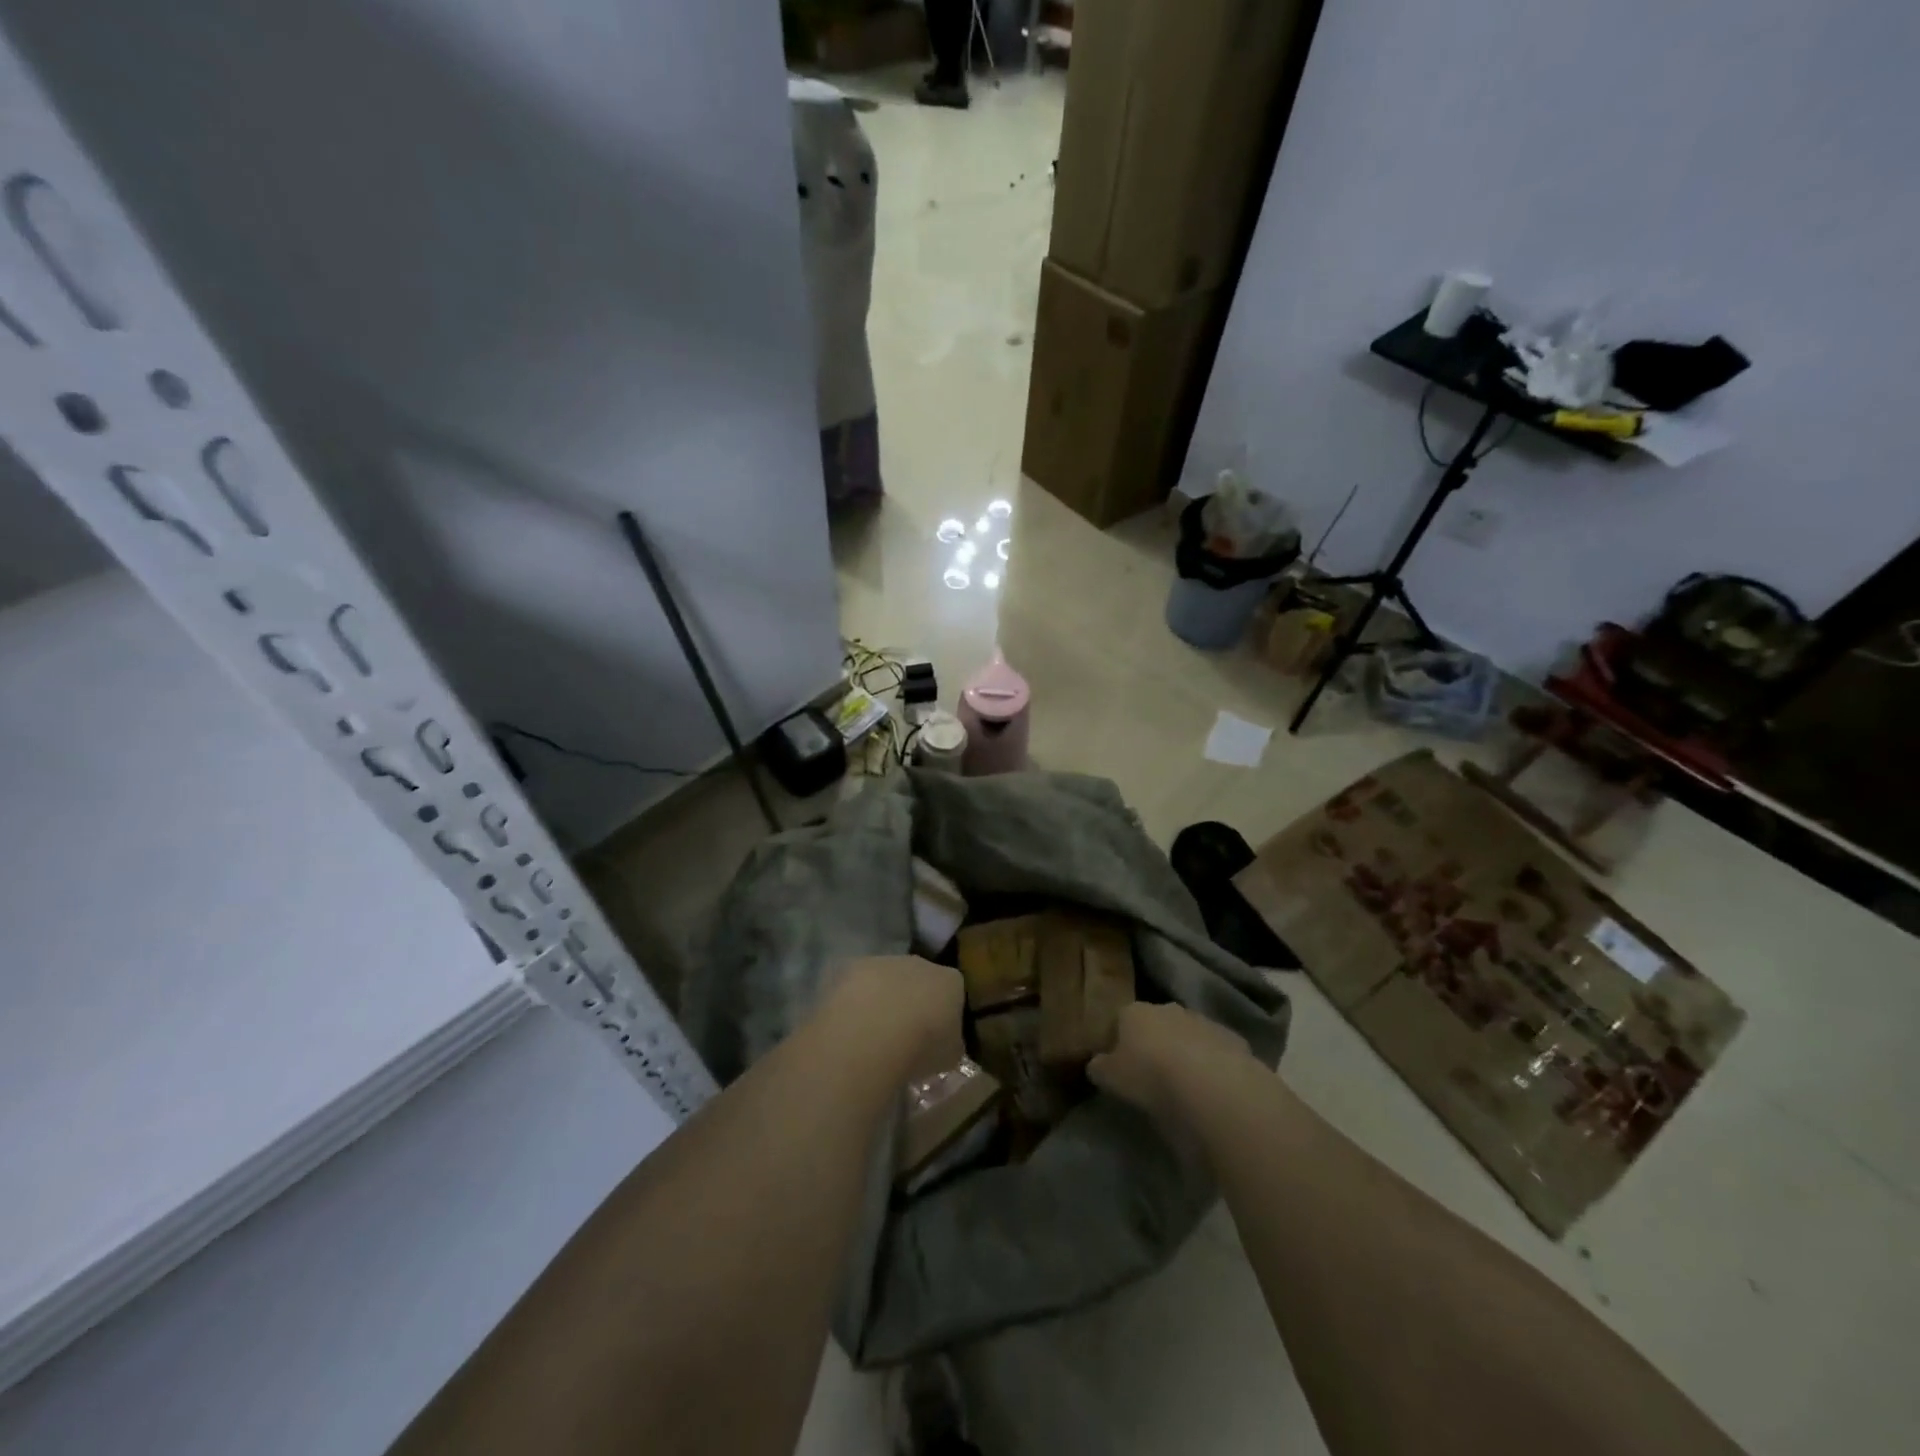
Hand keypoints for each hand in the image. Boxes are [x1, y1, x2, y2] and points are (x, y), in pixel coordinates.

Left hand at [824, 955, 965, 1081]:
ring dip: (883, 998)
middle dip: (912, 1001)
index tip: (935, 1035)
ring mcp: (886, 961)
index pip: (953, 991)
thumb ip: (951, 1042)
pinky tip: (850, 1024)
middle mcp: (921, 963)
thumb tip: (945, 1041)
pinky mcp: (854, 967)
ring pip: (887, 979)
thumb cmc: (920, 1049)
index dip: (944, 1013)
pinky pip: (859, 984)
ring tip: (873, 1032)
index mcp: (950, 981)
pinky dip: (855, 999)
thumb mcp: (949, 1056)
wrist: (872, 1035)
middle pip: (920, 979)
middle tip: (903, 1034)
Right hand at [1088, 1002, 1259, 1137]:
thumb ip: (1100, 1068)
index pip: (1121, 1019)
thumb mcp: (1111, 1078)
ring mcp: (1203, 1021)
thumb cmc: (1150, 1076)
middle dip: (1154, 1042)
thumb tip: (1096, 1064)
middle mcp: (1168, 1008)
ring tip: (1185, 1086)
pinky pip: (1216, 1052)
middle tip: (1152, 1075)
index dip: (1119, 1041)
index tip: (1120, 1064)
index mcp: (1134, 1012)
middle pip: (1156, 1024)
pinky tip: (1212, 1090)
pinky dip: (1212, 1066)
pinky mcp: (1233, 1040)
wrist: (1211, 1085)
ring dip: (1185, 1052)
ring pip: (1188, 1035)